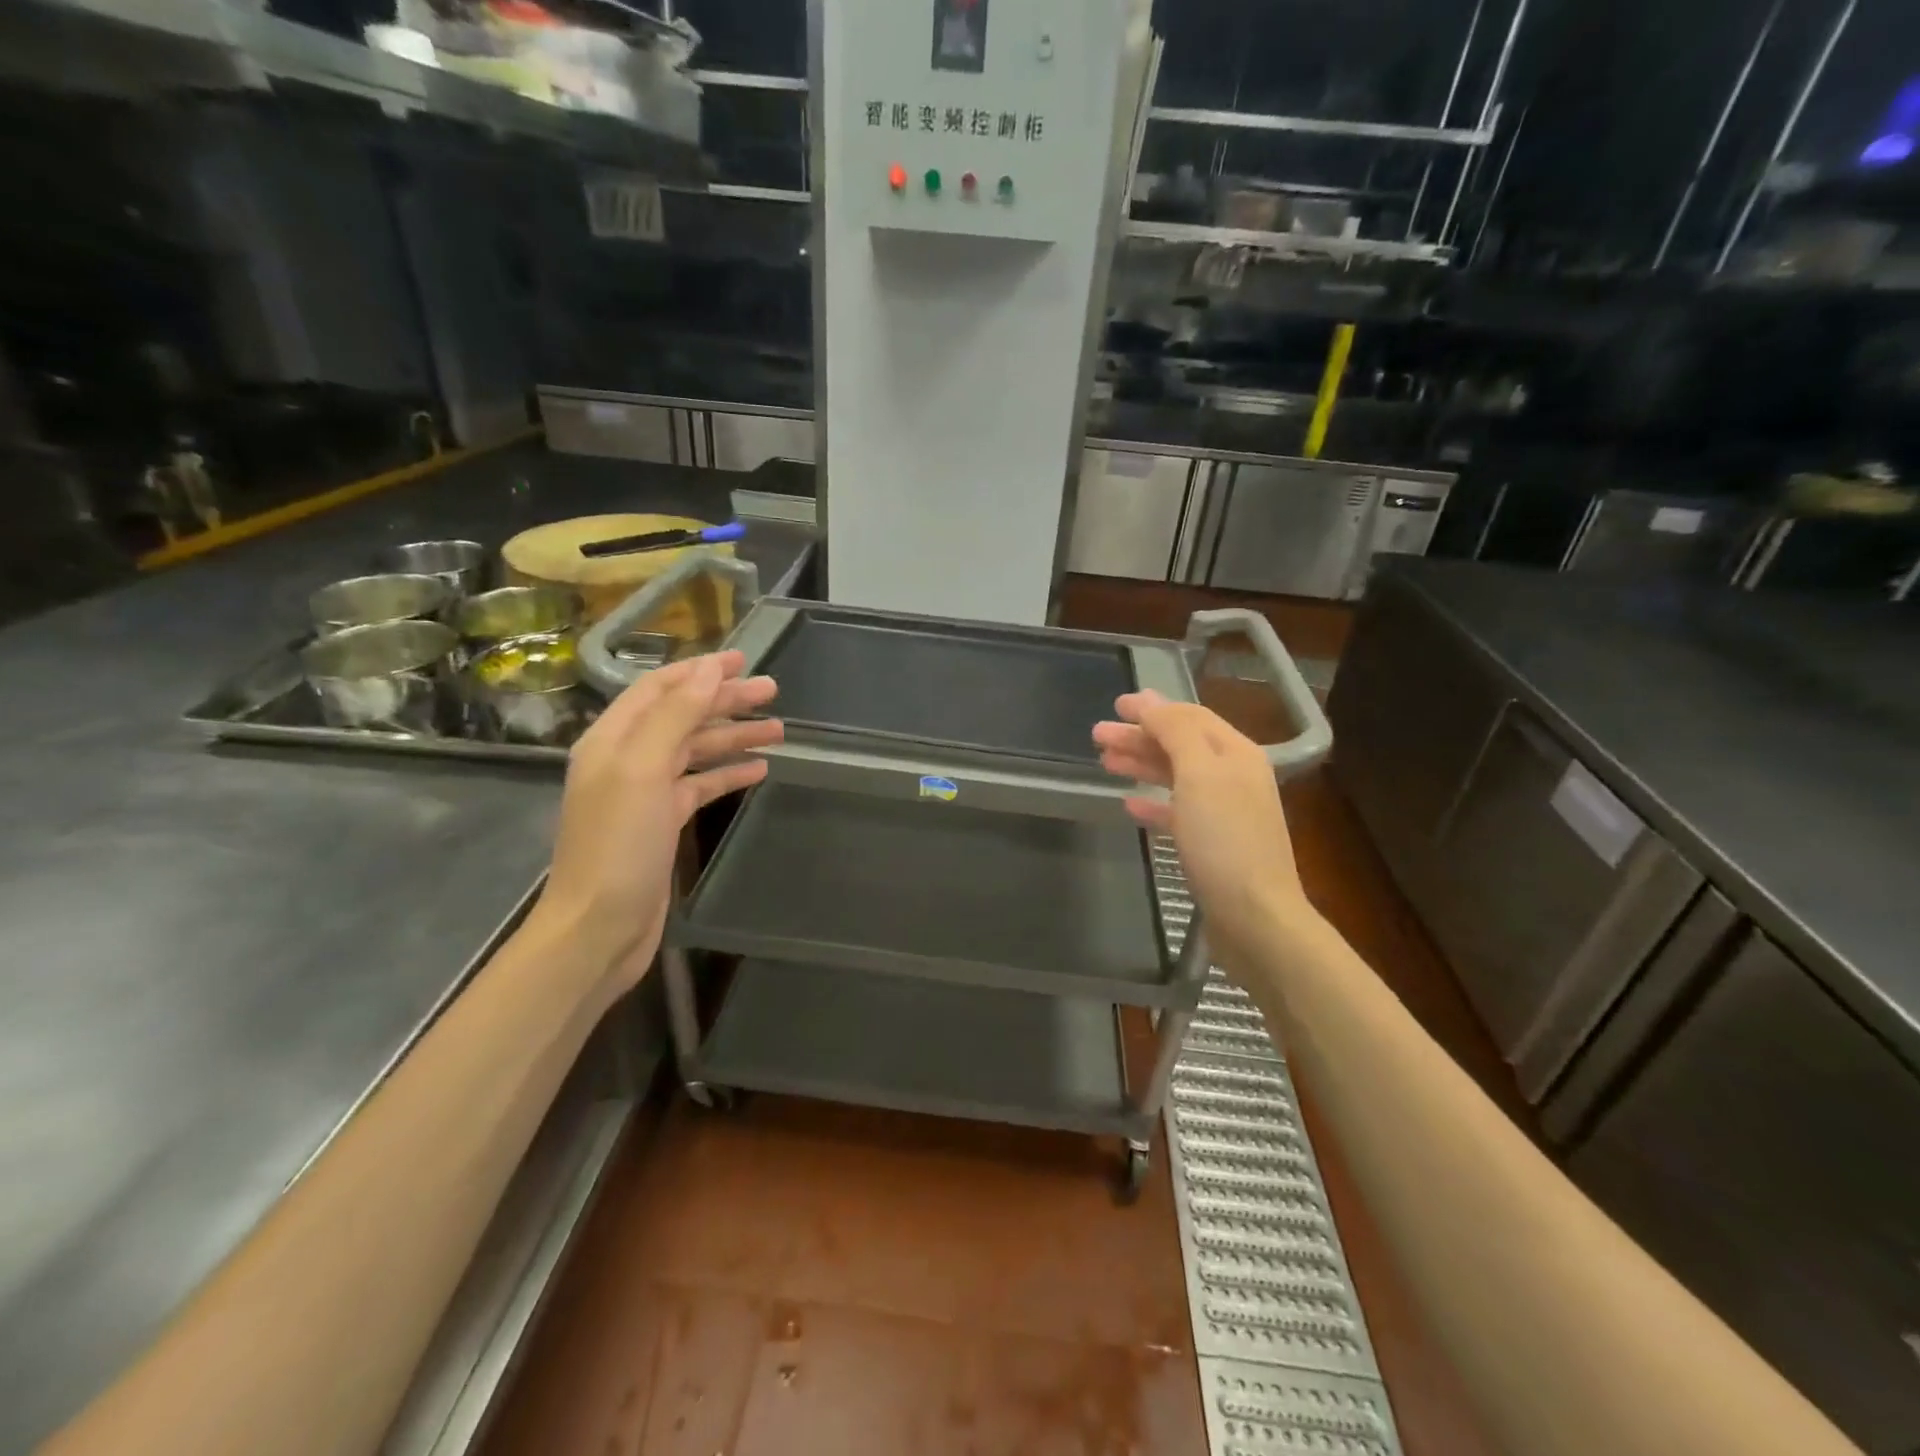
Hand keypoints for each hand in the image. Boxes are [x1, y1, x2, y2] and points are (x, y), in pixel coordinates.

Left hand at [534, 650, 779, 999]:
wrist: (598, 927)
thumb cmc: (618, 845)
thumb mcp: (644, 770)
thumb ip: (675, 715)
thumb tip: (709, 670)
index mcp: (613, 739)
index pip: (659, 688)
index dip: (700, 671)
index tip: (743, 660)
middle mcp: (627, 759)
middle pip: (682, 716)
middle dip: (726, 701)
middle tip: (773, 691)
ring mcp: (645, 792)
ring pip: (695, 751)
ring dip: (733, 736)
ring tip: (779, 729)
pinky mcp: (662, 823)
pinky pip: (700, 785)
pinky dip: (728, 773)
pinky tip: (759, 769)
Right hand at [1093, 690, 1309, 959]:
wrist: (1254, 917)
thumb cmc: (1224, 840)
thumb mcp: (1199, 775)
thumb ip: (1176, 732)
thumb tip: (1151, 702)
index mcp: (1235, 754)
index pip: (1190, 717)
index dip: (1153, 708)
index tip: (1116, 704)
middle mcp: (1233, 777)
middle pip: (1180, 745)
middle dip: (1139, 736)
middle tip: (1097, 735)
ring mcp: (1223, 812)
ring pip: (1175, 776)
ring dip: (1141, 764)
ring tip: (1105, 762)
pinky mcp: (1212, 845)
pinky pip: (1176, 812)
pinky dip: (1152, 803)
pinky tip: (1128, 803)